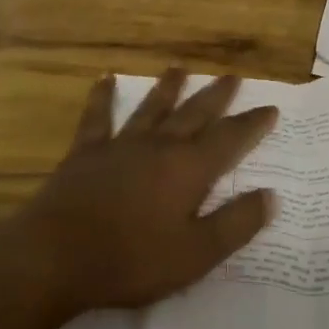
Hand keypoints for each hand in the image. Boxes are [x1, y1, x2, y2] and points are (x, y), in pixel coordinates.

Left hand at [0, 70, 278, 325]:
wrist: (57, 256)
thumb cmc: (131, 261)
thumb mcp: (195, 255)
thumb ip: (235, 225)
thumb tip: (271, 196)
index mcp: (189, 170)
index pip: (229, 139)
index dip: (252, 124)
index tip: (270, 107)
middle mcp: (160, 146)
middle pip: (195, 114)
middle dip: (217, 95)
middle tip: (233, 76)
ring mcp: (122, 144)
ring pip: (152, 108)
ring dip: (168, 87)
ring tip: (181, 67)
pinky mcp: (87, 151)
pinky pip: (98, 117)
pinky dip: (103, 97)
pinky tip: (105, 78)